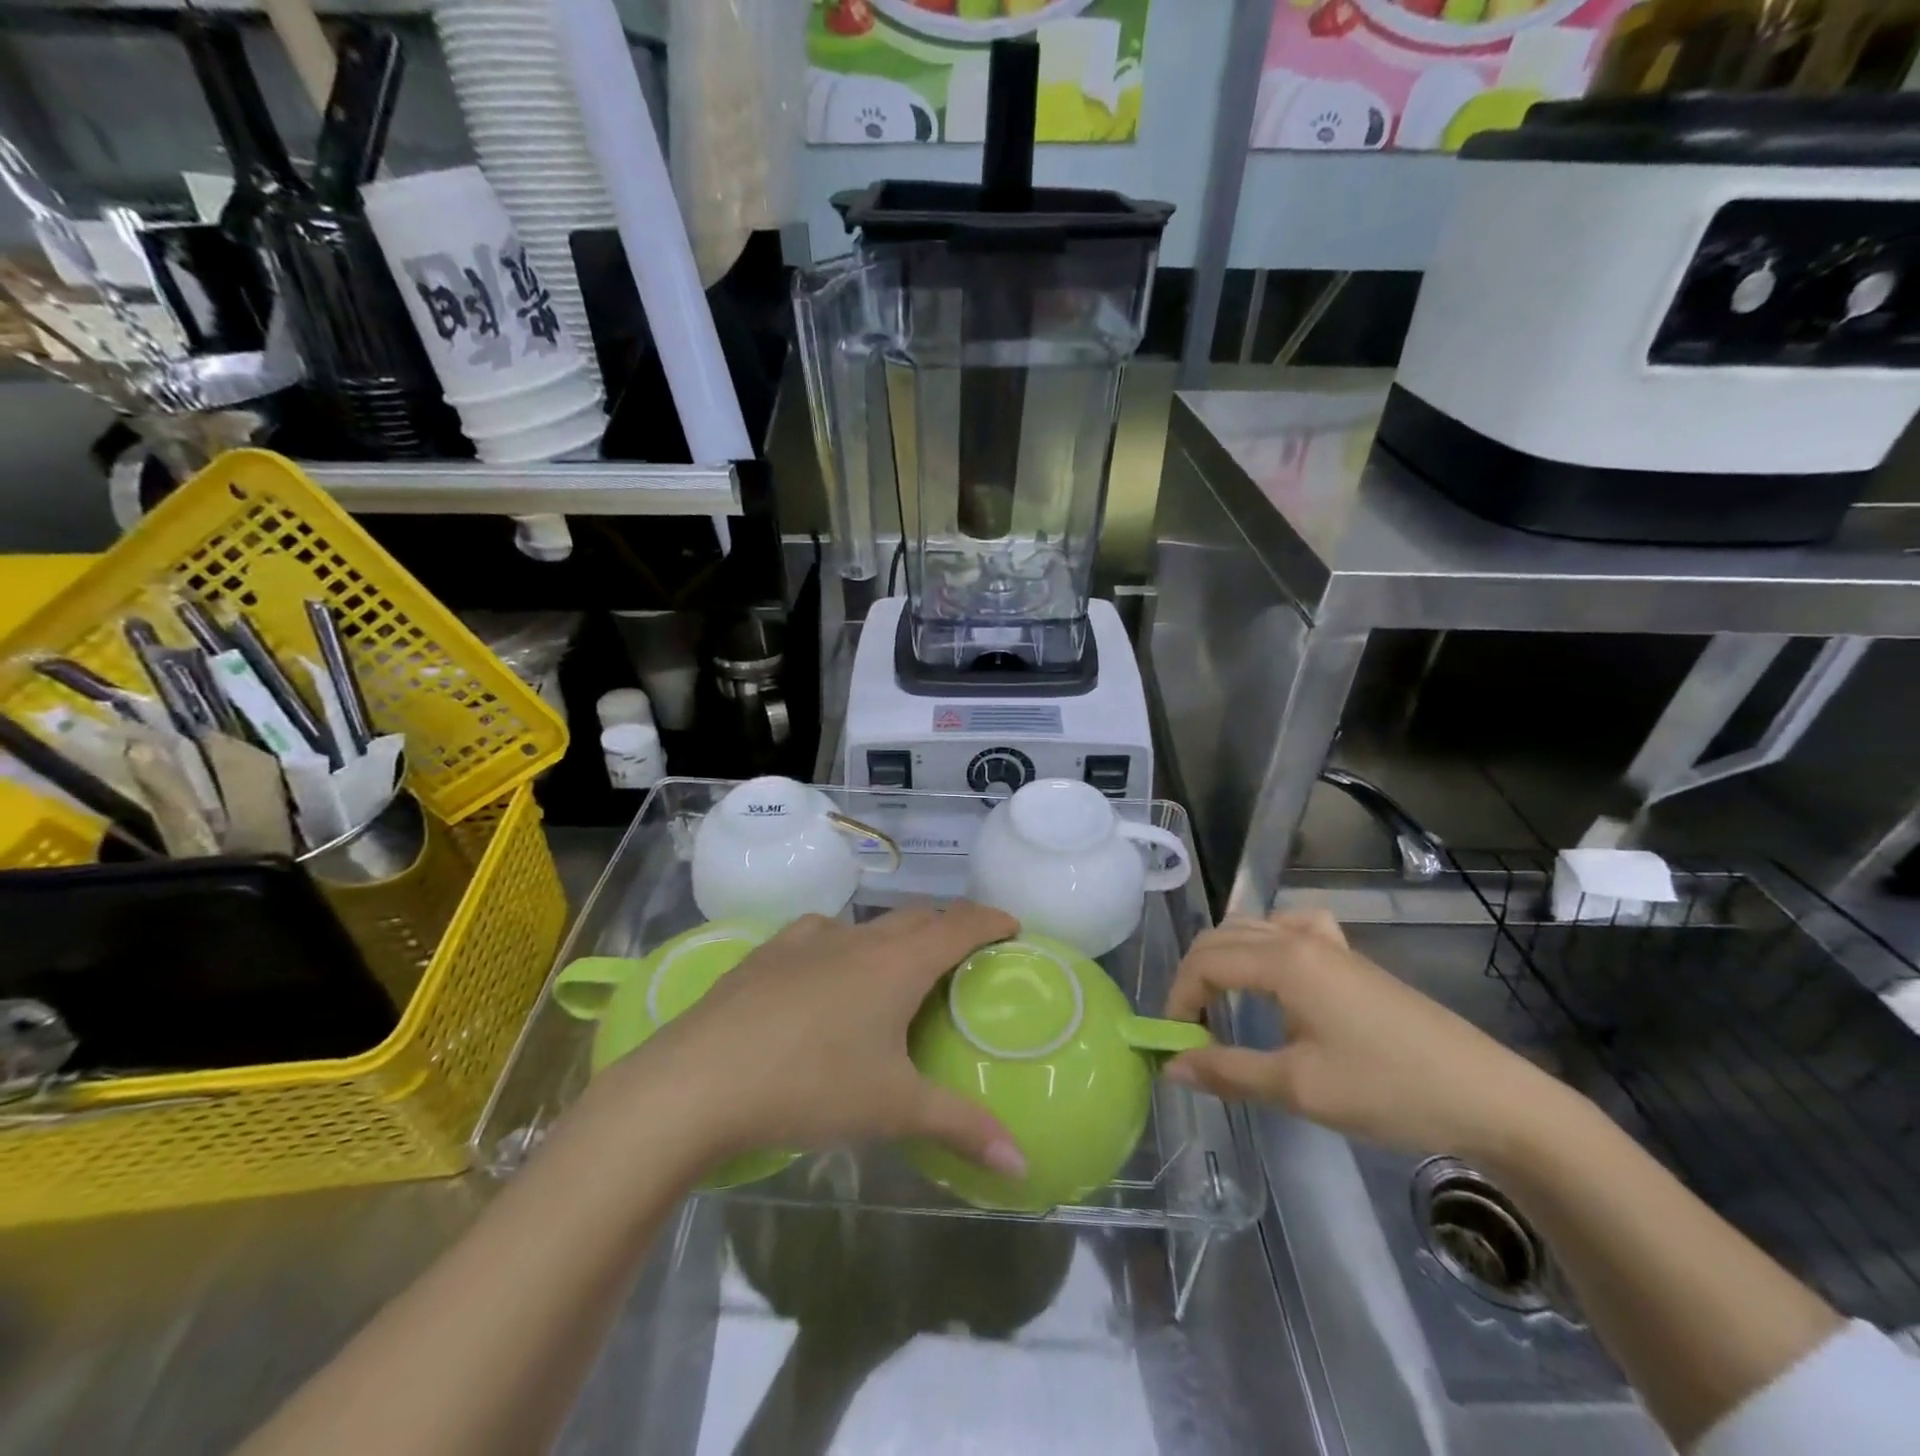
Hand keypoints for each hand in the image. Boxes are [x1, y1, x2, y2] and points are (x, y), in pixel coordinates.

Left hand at [632, 903, 1027, 1178]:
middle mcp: (858, 938)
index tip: (1012, 926)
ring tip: (898, 970)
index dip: (991, 921)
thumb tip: (1022, 1164)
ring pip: (868, 925)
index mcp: (898, 964)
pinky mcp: (768, 952)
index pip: (960, 925)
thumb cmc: (810, 1086)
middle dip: (947, 928)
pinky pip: (821, 935)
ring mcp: (808, 940)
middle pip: (917, 917)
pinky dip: (843, 946)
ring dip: (894, 938)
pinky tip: (827, 975)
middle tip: (963, 957)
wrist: (698, 1081)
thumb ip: (962, 1128)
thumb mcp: (893, 1109)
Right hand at [1161, 910, 1571, 1161]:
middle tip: (1190, 1027)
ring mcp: (1329, 942)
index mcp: (1283, 961)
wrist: (1489, 1097)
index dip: (1178, 998)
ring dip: (1223, 958)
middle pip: (1221, 938)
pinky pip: (1291, 928)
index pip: (1205, 963)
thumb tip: (1172, 1064)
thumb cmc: (1389, 1090)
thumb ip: (1228, 1071)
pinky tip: (1275, 969)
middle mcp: (1300, 937)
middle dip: (1193, 977)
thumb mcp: (1299, 1088)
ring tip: (1219, 1003)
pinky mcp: (1351, 958)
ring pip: (1251, 928)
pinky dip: (1265, 941)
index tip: (1175, 1041)